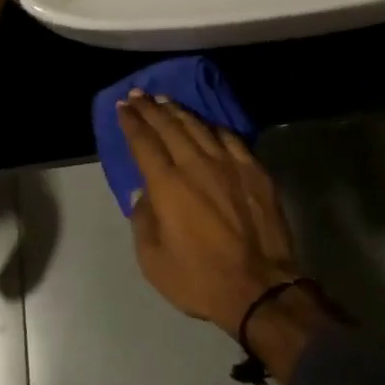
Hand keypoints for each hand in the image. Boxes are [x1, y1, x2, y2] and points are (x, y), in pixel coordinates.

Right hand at [119, 91, 301, 333]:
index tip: (123, 107)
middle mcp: (196, 164)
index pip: (144, 142)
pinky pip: (229, 137)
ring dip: (178, 111)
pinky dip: (213, 127)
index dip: (131, 122)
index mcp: (167, 185)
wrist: (261, 289)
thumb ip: (143, 221)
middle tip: (138, 95)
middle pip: (169, 126)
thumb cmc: (200, 279)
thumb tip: (143, 194)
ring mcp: (228, 163)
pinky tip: (206, 124)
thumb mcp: (153, 261)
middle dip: (150, 108)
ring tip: (165, 101)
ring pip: (199, 126)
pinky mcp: (254, 170)